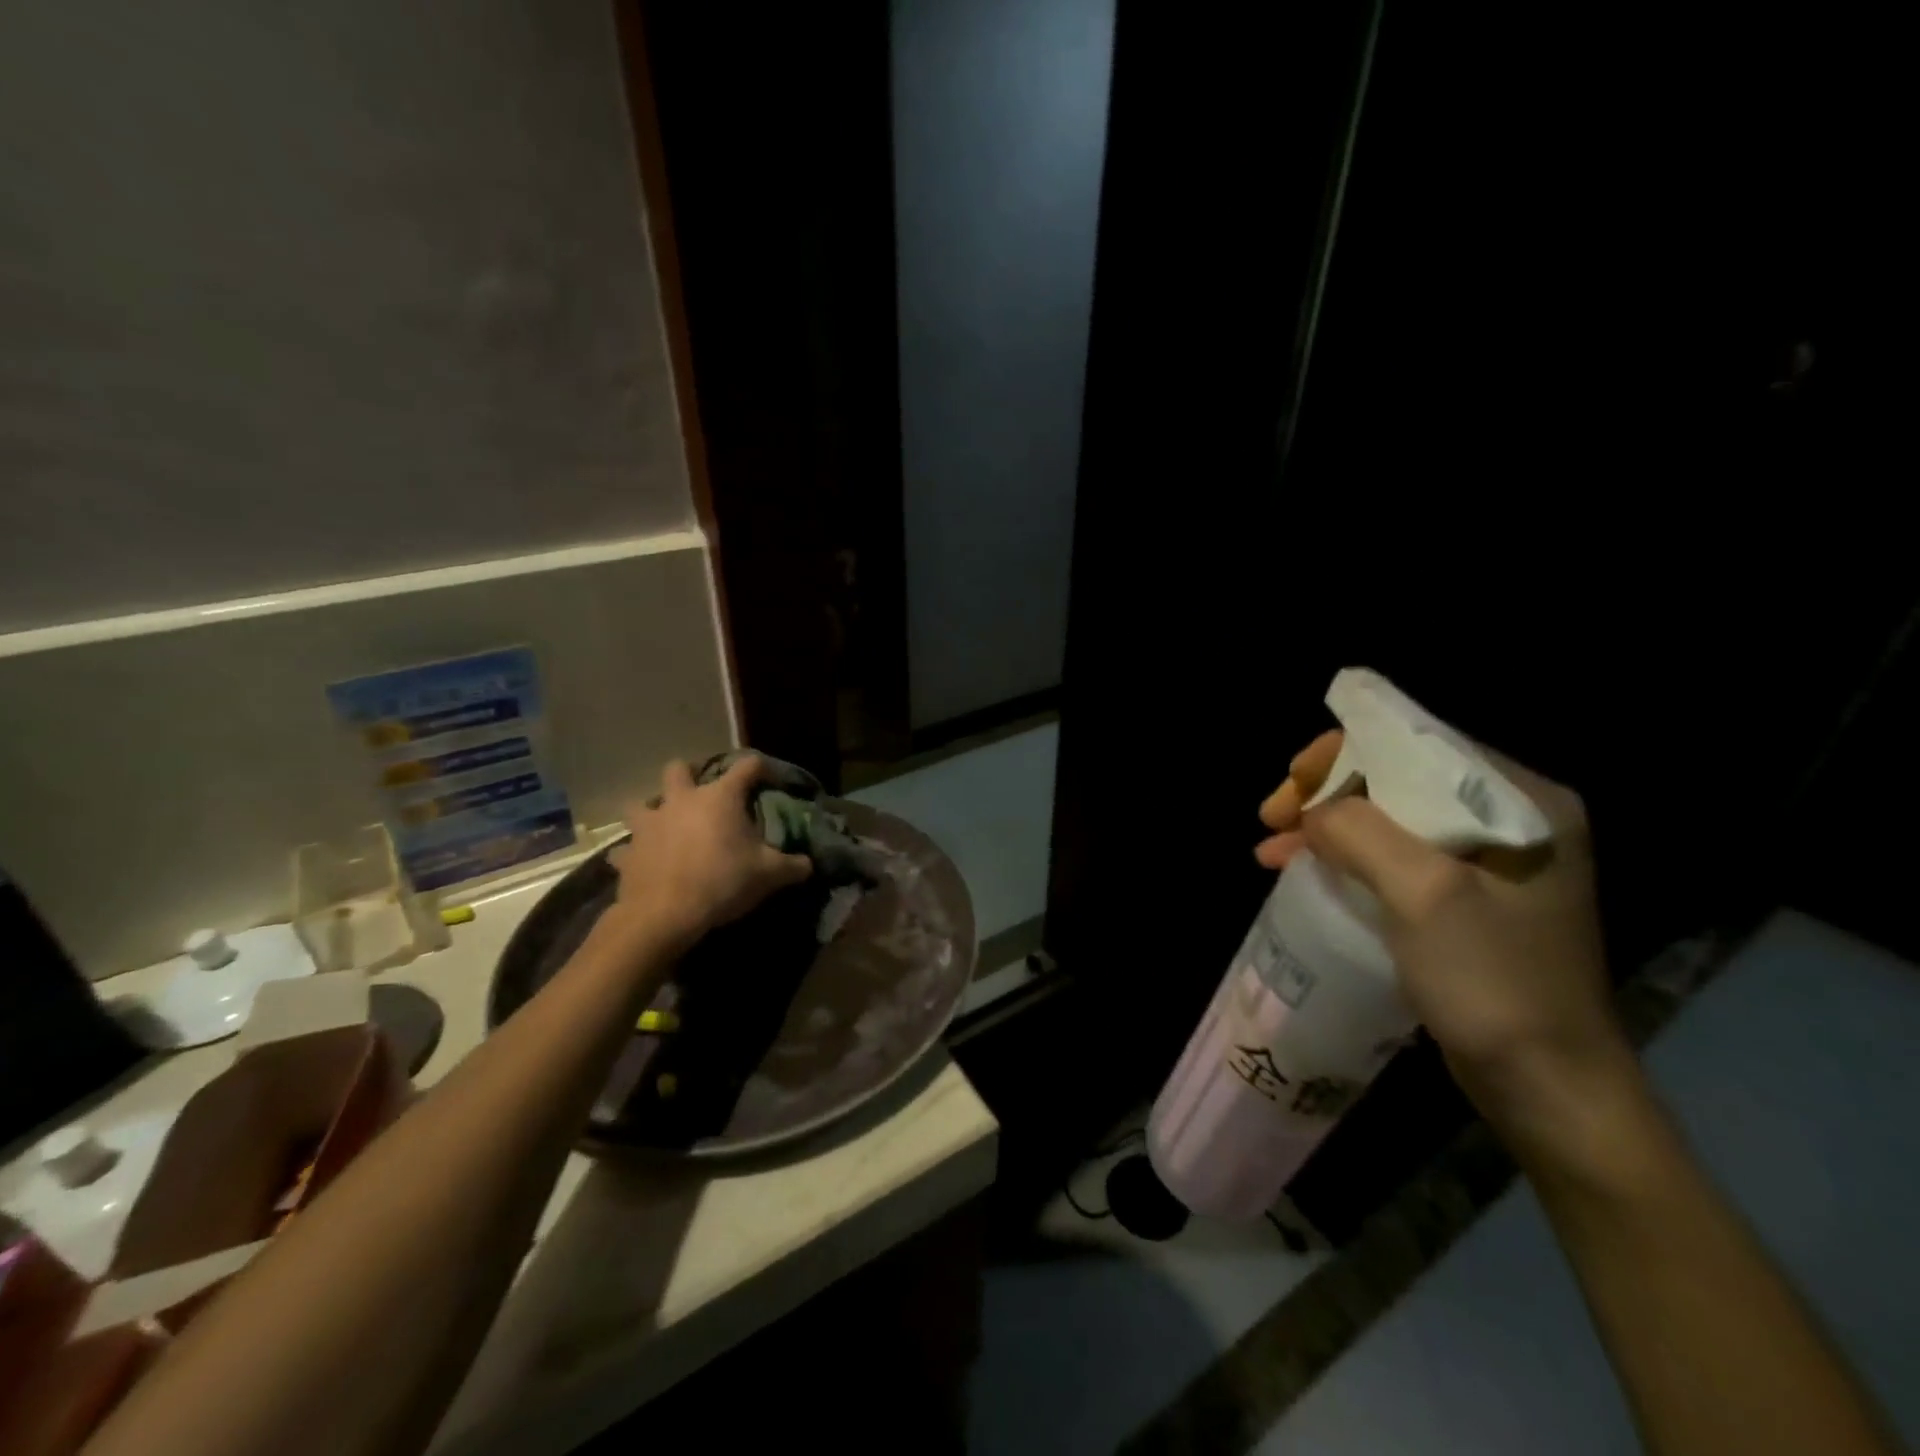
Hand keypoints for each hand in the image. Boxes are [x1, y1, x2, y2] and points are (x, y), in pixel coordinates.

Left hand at [608, 756, 812, 949]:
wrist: (664, 915)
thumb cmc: (723, 882)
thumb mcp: (769, 875)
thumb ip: (793, 866)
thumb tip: (809, 864)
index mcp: (720, 797)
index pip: (747, 766)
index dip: (761, 769)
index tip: (769, 781)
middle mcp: (682, 800)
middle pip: (679, 768)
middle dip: (690, 775)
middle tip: (702, 795)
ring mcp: (649, 824)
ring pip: (641, 803)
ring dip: (653, 811)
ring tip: (667, 827)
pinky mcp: (627, 852)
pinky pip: (626, 848)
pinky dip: (634, 854)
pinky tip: (642, 864)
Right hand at [1256, 731, 1637, 1151]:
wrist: (1550, 1091)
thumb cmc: (1495, 984)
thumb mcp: (1425, 895)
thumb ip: (1362, 832)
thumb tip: (1313, 811)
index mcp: (1520, 801)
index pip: (1416, 742)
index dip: (1343, 753)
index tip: (1291, 785)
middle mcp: (1510, 819)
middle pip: (1395, 777)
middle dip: (1325, 793)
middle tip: (1270, 819)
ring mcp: (1489, 862)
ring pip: (1387, 818)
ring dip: (1325, 827)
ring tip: (1269, 852)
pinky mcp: (1467, 899)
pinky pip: (1393, 857)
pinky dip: (1345, 859)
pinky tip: (1301, 872)